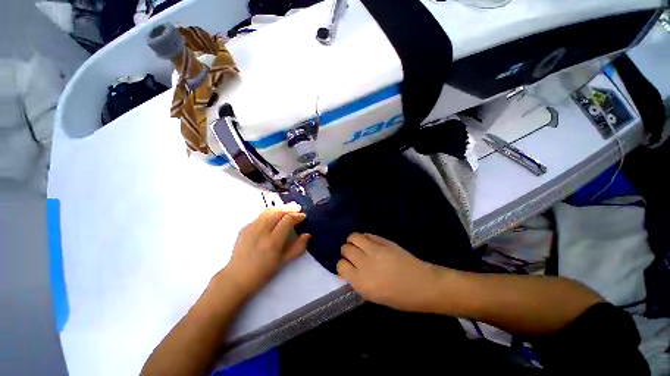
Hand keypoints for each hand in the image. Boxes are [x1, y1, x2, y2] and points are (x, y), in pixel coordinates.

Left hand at [223, 203, 309, 295]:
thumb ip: (298, 247)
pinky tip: (275, 217)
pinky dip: (271, 213)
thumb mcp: (283, 262)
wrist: (237, 277)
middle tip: (298, 208)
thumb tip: (307, 235)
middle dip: (290, 208)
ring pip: (268, 211)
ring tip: (288, 209)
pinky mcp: (245, 228)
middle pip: (278, 212)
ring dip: (280, 209)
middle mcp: (261, 231)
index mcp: (272, 242)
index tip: (303, 216)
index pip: (287, 220)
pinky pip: (260, 216)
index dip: (297, 216)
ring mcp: (251, 228)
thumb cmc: (263, 272)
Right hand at [337, 233, 442, 312]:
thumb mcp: (374, 296)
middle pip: (346, 249)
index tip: (347, 267)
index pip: (341, 266)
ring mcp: (376, 250)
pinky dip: (364, 238)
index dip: (342, 266)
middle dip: (346, 252)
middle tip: (352, 255)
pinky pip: (368, 235)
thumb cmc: (400, 298)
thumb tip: (349, 271)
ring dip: (352, 241)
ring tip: (357, 245)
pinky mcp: (384, 242)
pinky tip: (367, 243)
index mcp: (362, 282)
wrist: (423, 285)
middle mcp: (365, 264)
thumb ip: (359, 282)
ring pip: (354, 237)